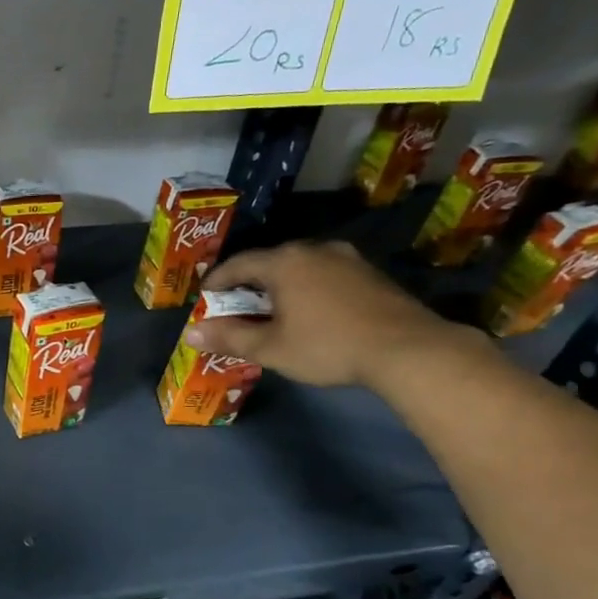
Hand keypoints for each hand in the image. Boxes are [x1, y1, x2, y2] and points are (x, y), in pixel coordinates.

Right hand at [183, 240, 460, 389]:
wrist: (407, 348)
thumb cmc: (327, 346)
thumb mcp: (270, 348)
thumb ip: (229, 337)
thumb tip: (190, 333)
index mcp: (284, 262)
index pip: (238, 264)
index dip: (217, 281)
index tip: (206, 297)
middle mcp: (314, 250)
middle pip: (270, 262)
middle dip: (249, 284)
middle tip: (237, 306)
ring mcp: (346, 258)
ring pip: (300, 267)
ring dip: (281, 286)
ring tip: (273, 310)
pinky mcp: (370, 273)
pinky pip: (325, 274)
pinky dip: (308, 289)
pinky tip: (311, 312)